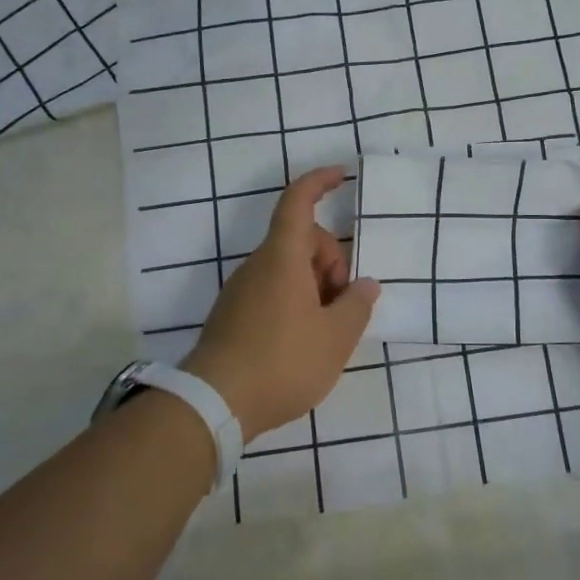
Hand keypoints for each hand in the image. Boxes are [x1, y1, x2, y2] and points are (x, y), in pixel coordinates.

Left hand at [181, 166, 379, 440]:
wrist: (214, 404)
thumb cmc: (282, 362)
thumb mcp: (335, 338)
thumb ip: (357, 305)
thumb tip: (364, 285)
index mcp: (282, 257)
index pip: (298, 201)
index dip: (319, 182)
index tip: (342, 175)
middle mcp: (258, 265)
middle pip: (301, 240)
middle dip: (330, 260)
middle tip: (344, 303)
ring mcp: (241, 290)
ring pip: (288, 269)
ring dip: (315, 286)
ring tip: (327, 331)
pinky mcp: (233, 315)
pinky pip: (272, 291)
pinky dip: (295, 302)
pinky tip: (303, 342)